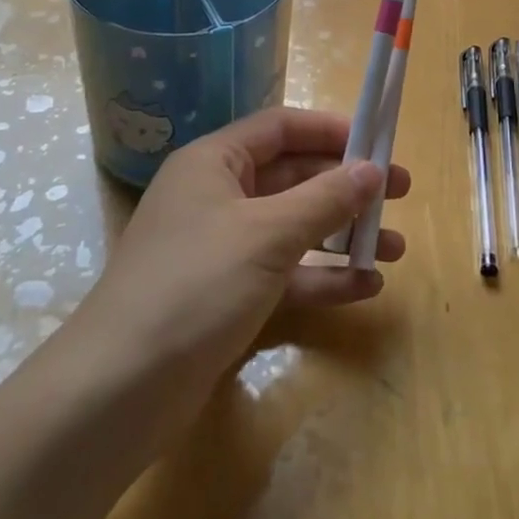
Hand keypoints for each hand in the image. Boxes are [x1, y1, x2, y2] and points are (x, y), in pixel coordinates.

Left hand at [81, 107, 408, 381]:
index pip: (280, 127)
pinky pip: (285, 274)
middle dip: (346, 186)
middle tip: (400, 195)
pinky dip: (322, 277)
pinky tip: (366, 287)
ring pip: (293, 228)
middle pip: (292, 177)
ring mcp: (222, 249)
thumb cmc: (196, 284)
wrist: (119, 390)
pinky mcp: (227, 296)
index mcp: (214, 162)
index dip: (330, 131)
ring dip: (342, 235)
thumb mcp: (267, 234)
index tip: (378, 144)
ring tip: (395, 247)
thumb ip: (324, 198)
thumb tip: (372, 169)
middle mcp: (217, 196)